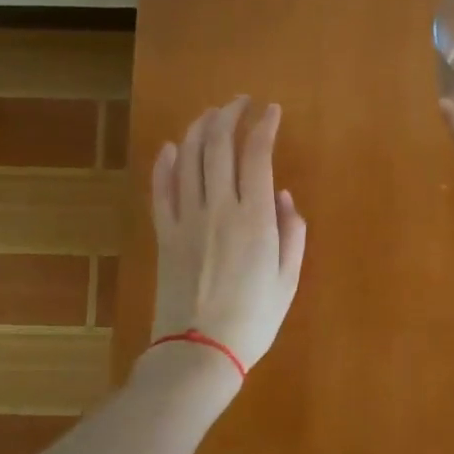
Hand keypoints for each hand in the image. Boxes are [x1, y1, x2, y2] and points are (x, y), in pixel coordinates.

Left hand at [150, 96, 307, 374]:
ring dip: (199, 129)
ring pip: (187, 158)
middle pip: (218, 145)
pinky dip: (165, 162)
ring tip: (211, 114)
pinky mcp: (164, 233)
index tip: (271, 110)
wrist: (199, 352)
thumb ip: (292, 233)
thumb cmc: (253, 319)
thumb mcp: (288, 279)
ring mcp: (186, 218)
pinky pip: (160, 188)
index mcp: (255, 218)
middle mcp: (218, 207)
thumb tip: (285, 196)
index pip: (256, 154)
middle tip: (240, 102)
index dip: (264, 125)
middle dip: (229, 115)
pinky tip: (170, 146)